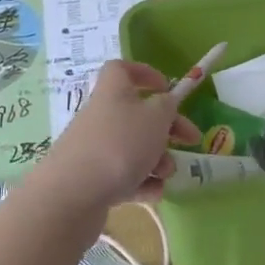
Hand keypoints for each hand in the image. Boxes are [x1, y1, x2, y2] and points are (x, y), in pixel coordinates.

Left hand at [31, 60, 200, 219]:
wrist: (73, 195)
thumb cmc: (119, 145)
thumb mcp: (155, 118)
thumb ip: (167, 106)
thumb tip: (166, 102)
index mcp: (113, 91)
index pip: (122, 69)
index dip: (145, 73)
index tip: (166, 87)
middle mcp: (102, 116)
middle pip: (137, 114)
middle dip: (167, 128)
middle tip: (191, 140)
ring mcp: (95, 149)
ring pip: (134, 148)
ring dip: (157, 159)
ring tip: (165, 175)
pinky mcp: (93, 179)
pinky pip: (124, 175)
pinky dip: (141, 182)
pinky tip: (152, 193)